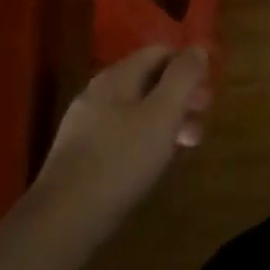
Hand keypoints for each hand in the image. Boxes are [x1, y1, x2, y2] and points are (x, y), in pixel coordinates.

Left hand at [35, 47, 211, 242]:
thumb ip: (183, 77)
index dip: (188, 64)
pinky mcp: (80, 155)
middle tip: (203, 117)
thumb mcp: (163, 114)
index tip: (208, 89)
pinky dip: (146, 138)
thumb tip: (198, 48)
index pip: (159, 52)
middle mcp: (98, 93)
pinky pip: (122, 133)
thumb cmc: (120, 160)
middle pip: (149, 80)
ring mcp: (86, 125)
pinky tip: (155, 161)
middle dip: (181, 94)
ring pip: (137, 109)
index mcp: (117, 77)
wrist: (61, 221)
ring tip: (188, 144)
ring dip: (167, 119)